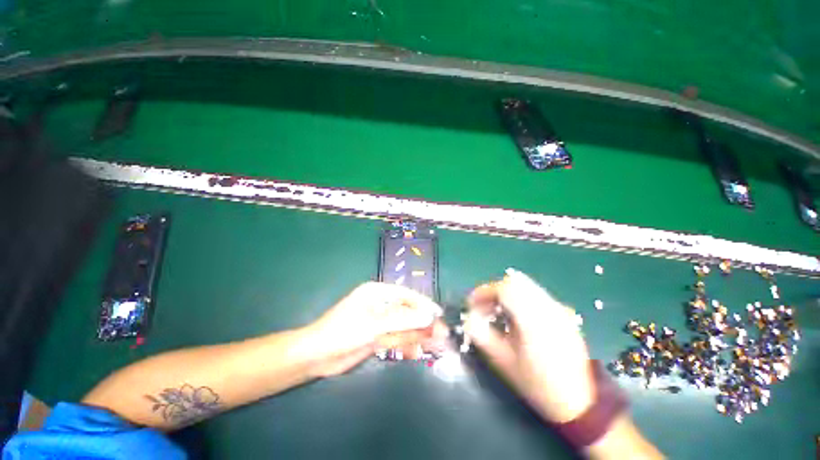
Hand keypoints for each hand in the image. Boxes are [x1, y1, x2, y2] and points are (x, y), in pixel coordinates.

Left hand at [305, 282, 448, 376]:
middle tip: (441, 334)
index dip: (423, 303)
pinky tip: (416, 353)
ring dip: (418, 335)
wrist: (316, 356)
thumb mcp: (374, 324)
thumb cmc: (343, 331)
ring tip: (435, 345)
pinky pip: (395, 338)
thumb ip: (402, 320)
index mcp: (377, 292)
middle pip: (407, 311)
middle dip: (423, 323)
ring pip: (403, 326)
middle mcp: (380, 304)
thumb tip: (428, 316)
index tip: (437, 314)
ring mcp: (379, 321)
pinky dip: (406, 345)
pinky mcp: (376, 336)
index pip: (405, 294)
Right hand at [464, 268, 592, 422]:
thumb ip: (482, 335)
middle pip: (515, 282)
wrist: (581, 402)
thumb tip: (469, 317)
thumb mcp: (503, 361)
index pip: (504, 289)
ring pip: (526, 286)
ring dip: (507, 293)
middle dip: (494, 291)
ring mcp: (559, 309)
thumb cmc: (537, 383)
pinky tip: (517, 317)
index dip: (484, 291)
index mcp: (532, 319)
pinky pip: (536, 295)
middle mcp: (547, 307)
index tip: (472, 303)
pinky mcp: (565, 313)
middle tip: (485, 307)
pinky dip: (521, 298)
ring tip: (499, 311)